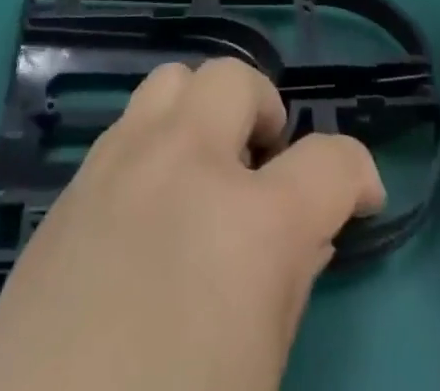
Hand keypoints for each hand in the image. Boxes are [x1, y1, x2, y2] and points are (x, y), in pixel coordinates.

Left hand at [0, 58, 384, 390]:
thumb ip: (289, 286)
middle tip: (263, 164)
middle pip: (237, 78)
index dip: (357, 173)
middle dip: (264, 110)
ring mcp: (126, 157)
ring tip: (205, 165)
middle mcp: (189, 163)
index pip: (330, 160)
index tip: (359, 196)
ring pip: (176, 78)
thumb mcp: (256, 370)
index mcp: (251, 224)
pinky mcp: (80, 173)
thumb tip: (305, 234)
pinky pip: (131, 119)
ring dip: (204, 109)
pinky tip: (150, 194)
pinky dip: (157, 136)